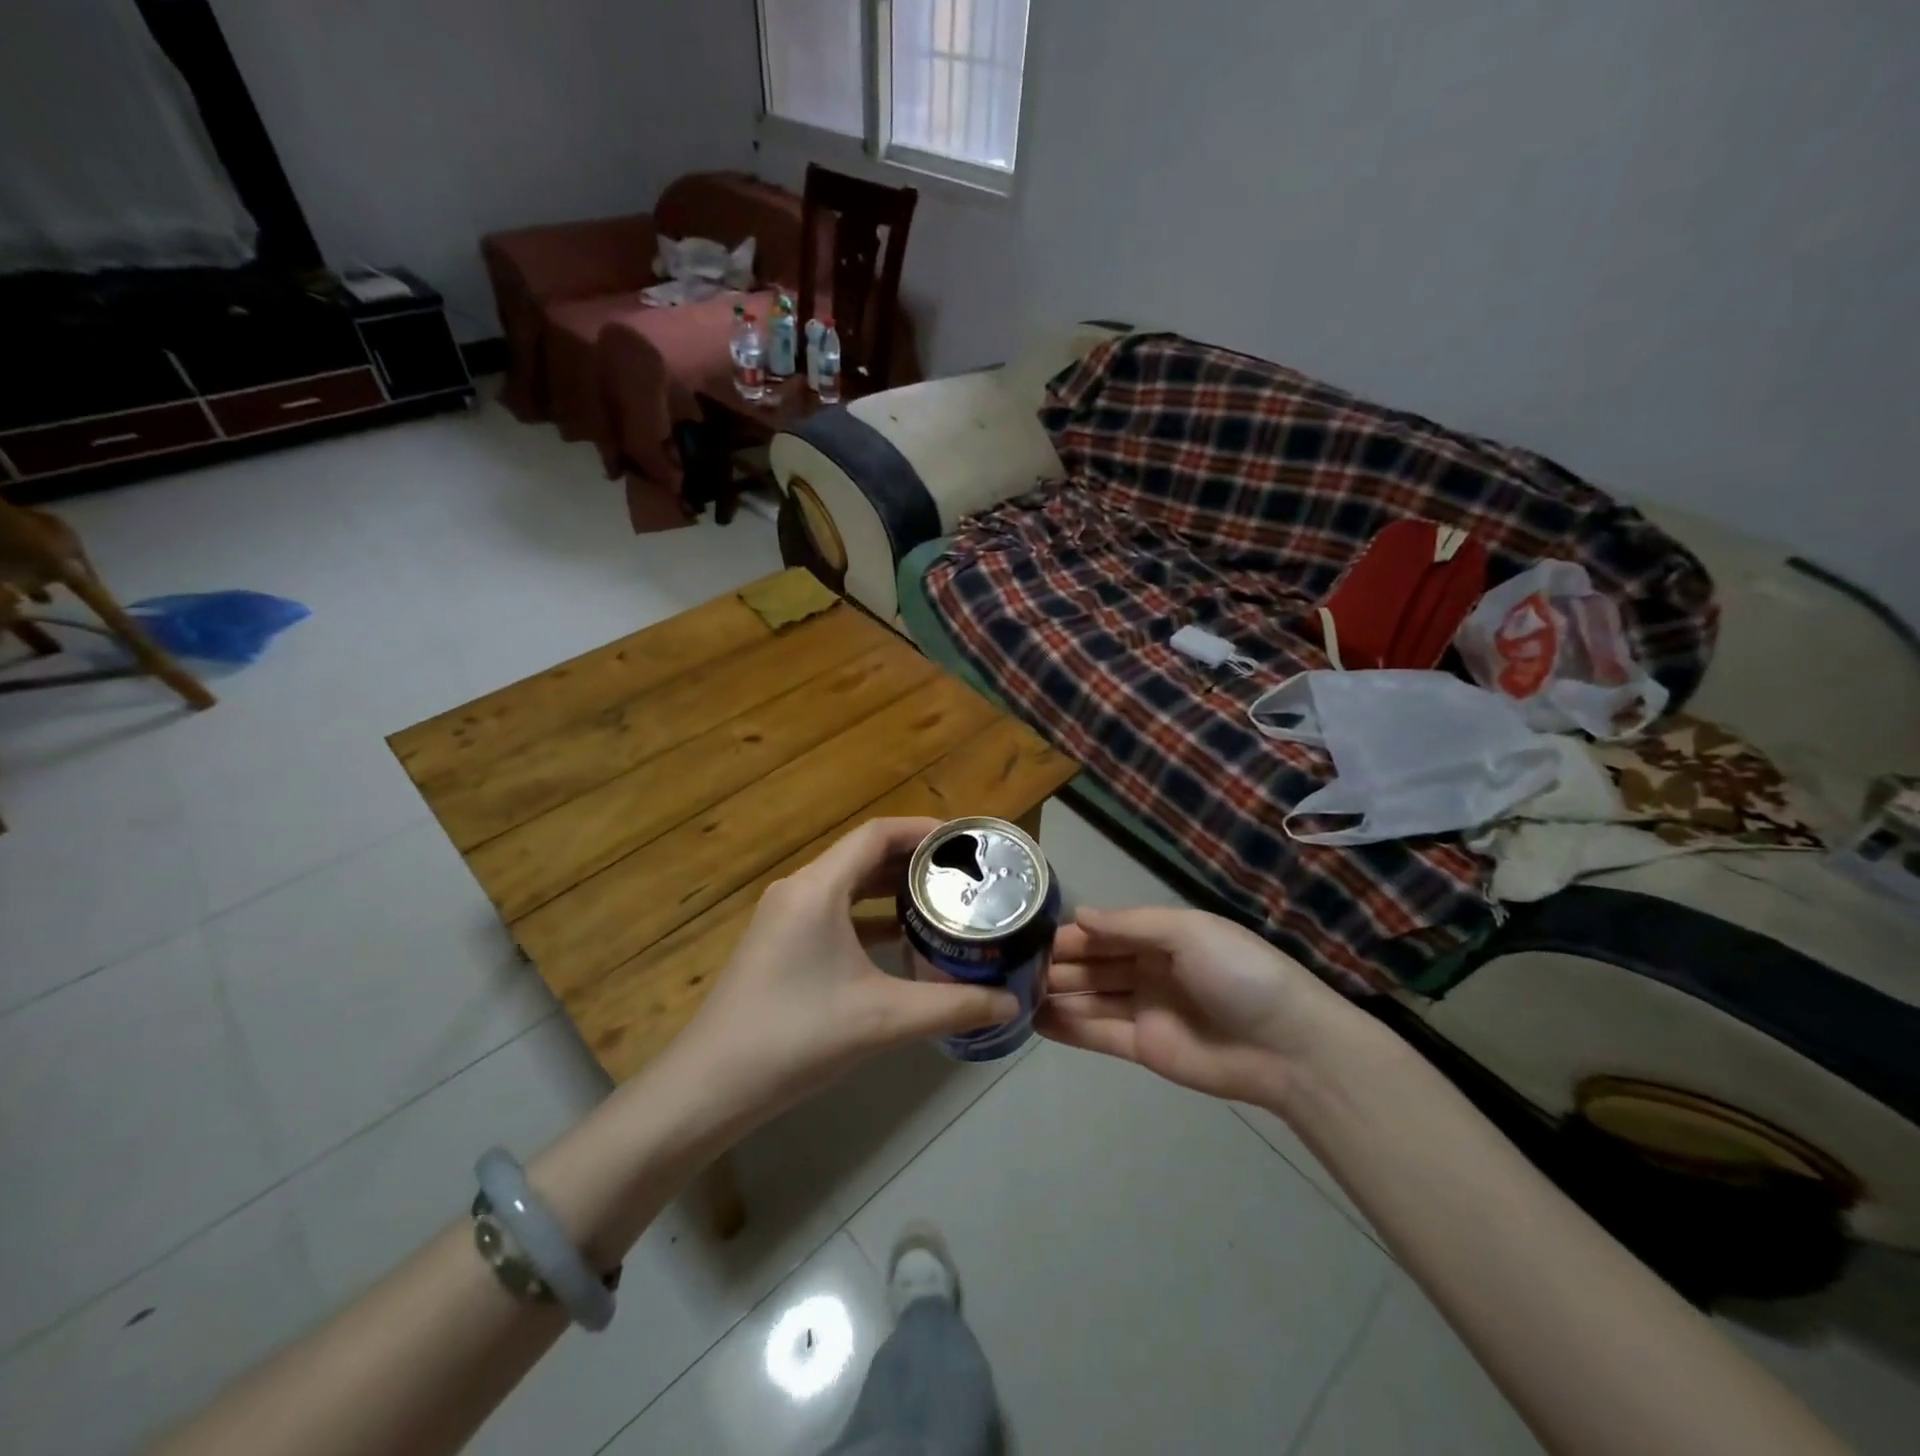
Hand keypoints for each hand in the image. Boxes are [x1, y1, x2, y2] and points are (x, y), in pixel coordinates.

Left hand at [679, 817, 1018, 1122]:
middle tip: (964, 875)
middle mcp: (799, 890)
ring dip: (891, 889)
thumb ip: (952, 1007)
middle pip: (863, 856)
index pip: (877, 834)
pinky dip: (869, 917)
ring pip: (848, 885)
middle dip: (913, 861)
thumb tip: (1011, 1004)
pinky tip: (902, 941)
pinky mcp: (780, 945)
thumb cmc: (795, 1037)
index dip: (922, 830)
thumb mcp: (882, 1020)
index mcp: (817, 888)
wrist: (709, 1087)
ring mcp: (784, 918)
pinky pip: (834, 913)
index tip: (964, 842)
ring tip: (942, 902)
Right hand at [1037, 906, 1359, 1110]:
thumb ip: (1130, 924)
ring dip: (1056, 994)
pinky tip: (1035, 1021)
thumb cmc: (1237, 973)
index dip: (1071, 934)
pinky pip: (1097, 1033)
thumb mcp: (1187, 931)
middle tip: (1011, 967)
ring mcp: (1143, 1010)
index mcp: (1160, 937)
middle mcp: (1147, 970)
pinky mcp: (1142, 1048)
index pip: (1105, 931)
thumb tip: (1078, 915)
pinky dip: (1067, 1027)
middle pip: (1093, 964)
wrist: (1287, 1045)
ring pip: (1090, 997)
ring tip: (1013, 992)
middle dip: (1057, 964)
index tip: (1030, 936)